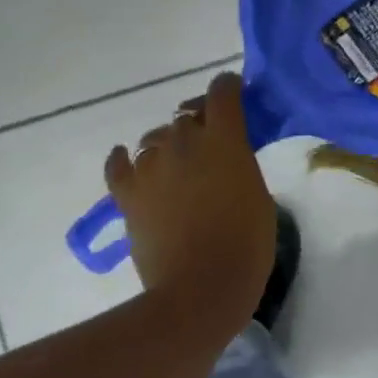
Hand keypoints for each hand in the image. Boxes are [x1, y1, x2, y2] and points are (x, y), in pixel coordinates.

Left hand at [104, 72, 275, 355]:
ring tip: (178, 166)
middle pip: (187, 115)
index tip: (237, 96)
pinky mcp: (127, 195)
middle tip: (212, 144)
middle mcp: (183, 141)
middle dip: (200, 122)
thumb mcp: (258, 191)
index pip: (222, 90)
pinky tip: (129, 160)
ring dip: (168, 146)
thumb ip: (239, 161)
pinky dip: (124, 160)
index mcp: (223, 137)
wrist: (201, 289)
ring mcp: (149, 166)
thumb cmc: (246, 242)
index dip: (229, 88)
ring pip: (155, 139)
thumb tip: (225, 155)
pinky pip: (118, 165)